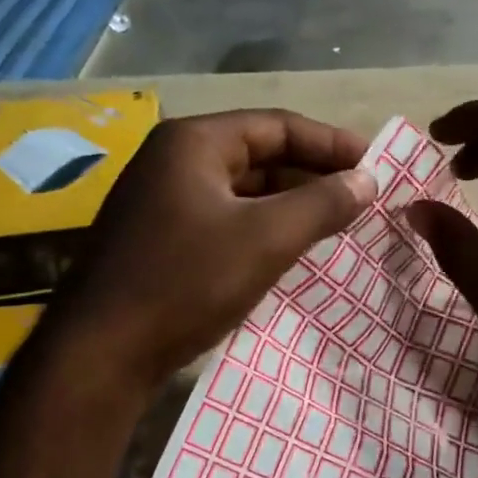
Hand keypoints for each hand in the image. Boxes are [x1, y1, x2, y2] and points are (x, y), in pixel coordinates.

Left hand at [55, 110, 378, 391]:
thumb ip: (322, 203)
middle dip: (312, 175)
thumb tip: (368, 179)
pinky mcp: (161, 238)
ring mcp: (162, 200)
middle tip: (359, 199)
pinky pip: (225, 219)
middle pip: (259, 154)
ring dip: (289, 204)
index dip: (330, 143)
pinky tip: (291, 250)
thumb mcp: (266, 238)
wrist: (103, 353)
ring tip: (335, 224)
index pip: (277, 125)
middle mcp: (173, 160)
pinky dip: (262, 228)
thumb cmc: (187, 282)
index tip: (374, 166)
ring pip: (242, 191)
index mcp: (194, 142)